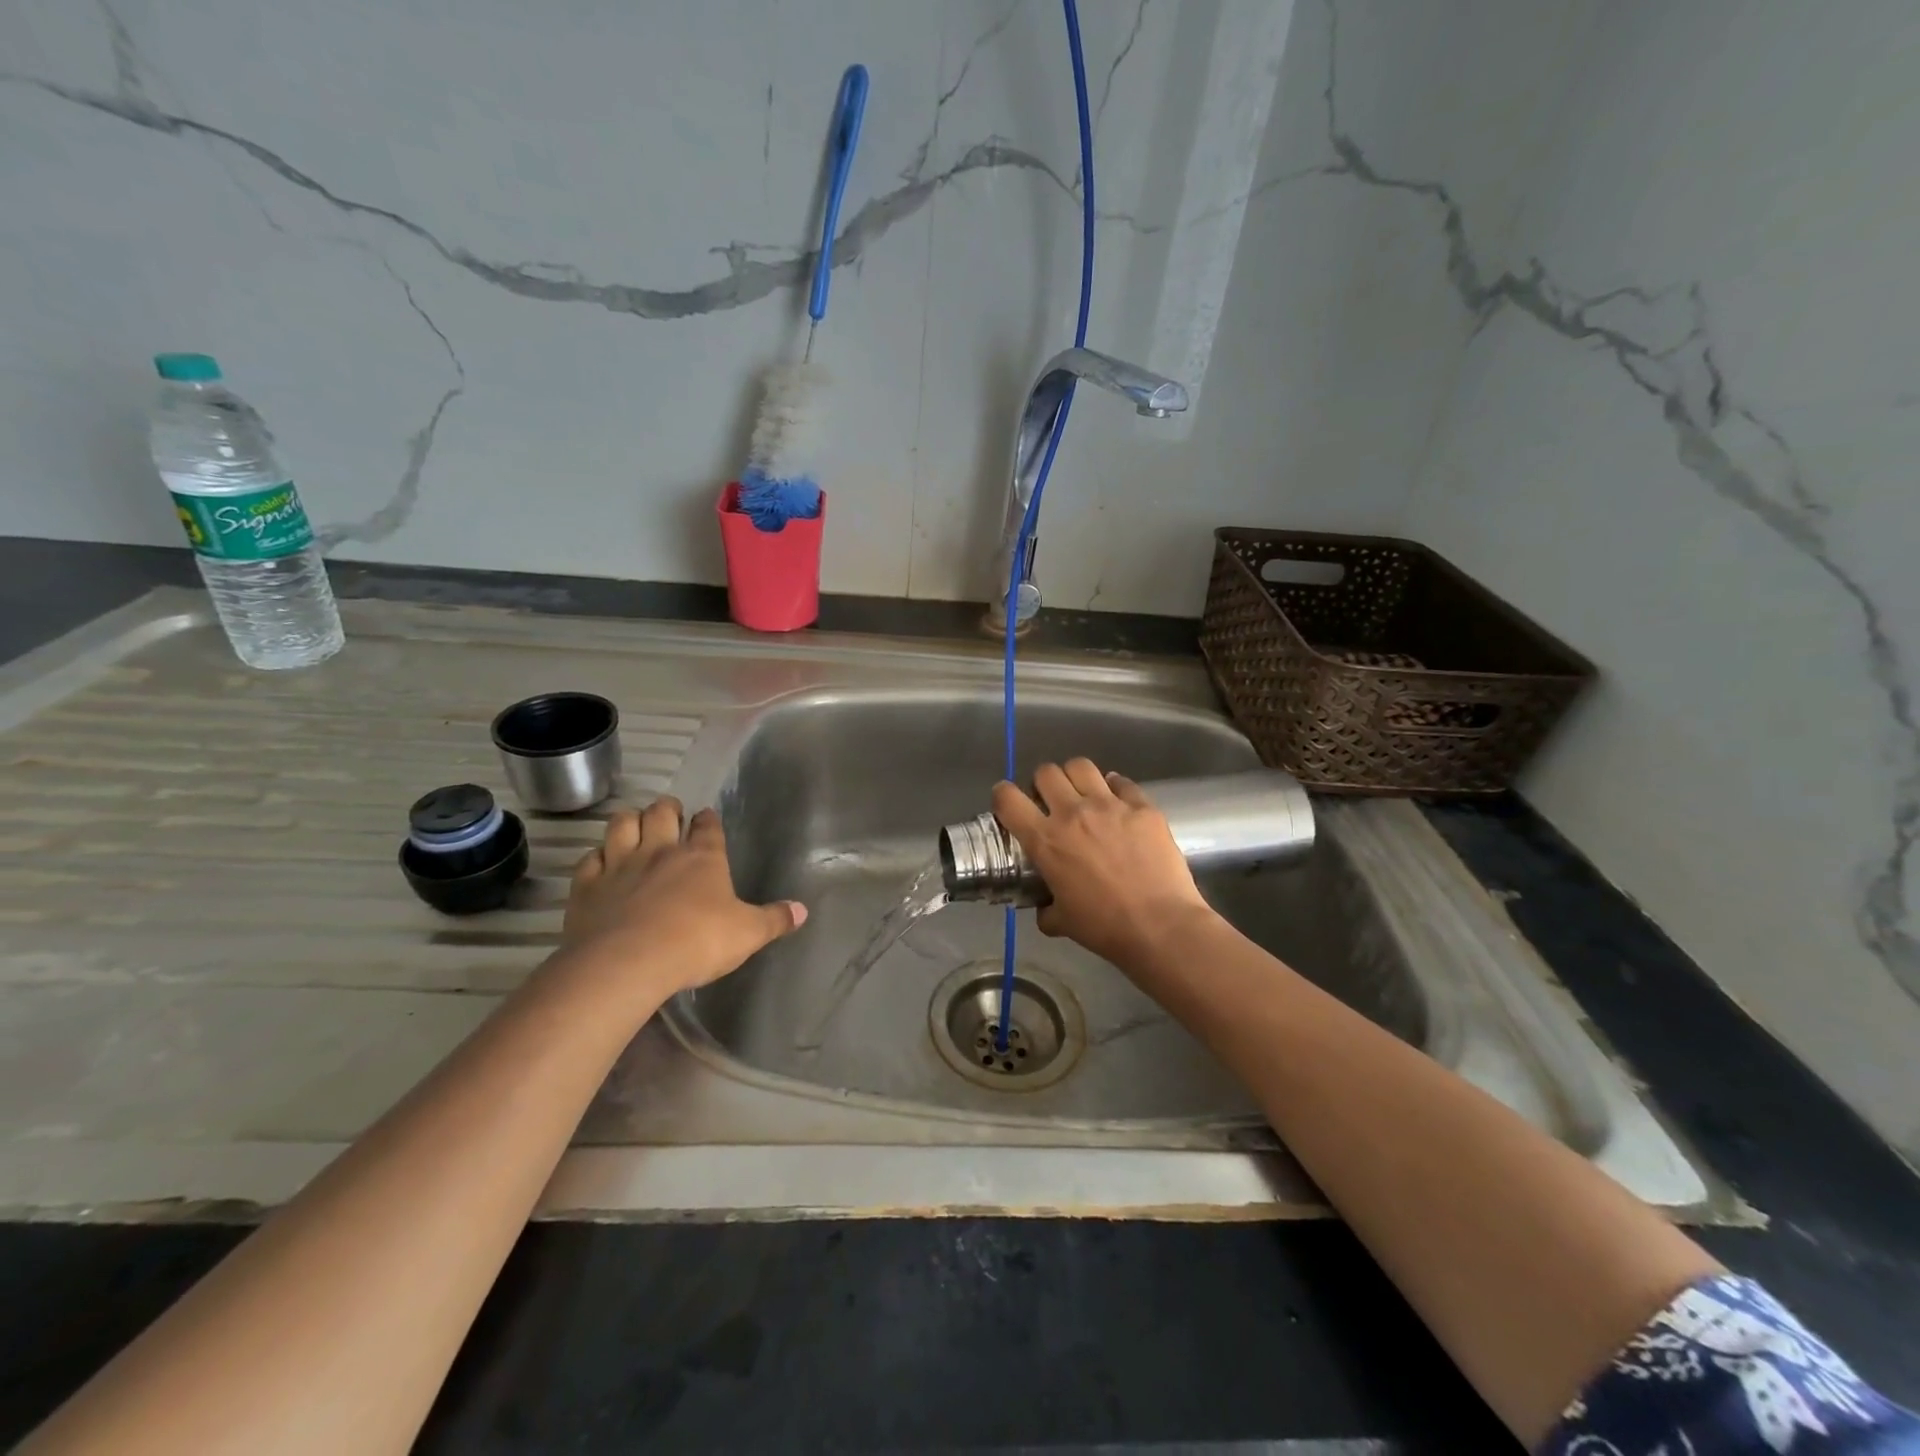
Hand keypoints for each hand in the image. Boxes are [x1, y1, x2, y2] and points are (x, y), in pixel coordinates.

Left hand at [555, 797, 805, 1007]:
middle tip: (670, 815)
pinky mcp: (587, 885)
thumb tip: (802, 911)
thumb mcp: (747, 934)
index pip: (708, 825)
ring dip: (630, 821)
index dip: (708, 820)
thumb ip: (774, 920)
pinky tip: (602, 864)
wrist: (628, 962)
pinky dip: (597, 857)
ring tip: (635, 827)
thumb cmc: (697, 942)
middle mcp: (661, 850)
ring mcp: (620, 864)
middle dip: (667, 808)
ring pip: (622, 823)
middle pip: (661, 812)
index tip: (707, 819)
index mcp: (703, 857)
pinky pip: (590, 858)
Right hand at [991, 759, 1218, 968]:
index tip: (1008, 804)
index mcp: (1046, 840)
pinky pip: (1122, 782)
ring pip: (1081, 766)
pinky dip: (1115, 789)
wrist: (1160, 926)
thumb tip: (1045, 907)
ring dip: (1076, 778)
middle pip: (1046, 772)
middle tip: (1051, 802)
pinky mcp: (1142, 806)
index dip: (1002, 796)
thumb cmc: (1105, 927)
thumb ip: (1046, 908)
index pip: (1007, 798)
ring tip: (1083, 795)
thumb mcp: (1062, 922)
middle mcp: (1073, 813)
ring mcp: (1110, 805)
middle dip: (1043, 784)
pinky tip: (1118, 804)